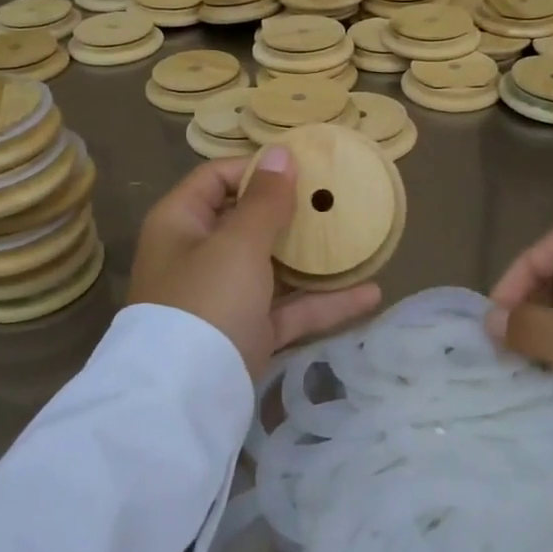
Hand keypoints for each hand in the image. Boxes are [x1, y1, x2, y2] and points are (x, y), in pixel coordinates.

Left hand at [129, 149, 381, 382]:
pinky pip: (289, 308)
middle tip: (338, 198)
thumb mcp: (237, 243)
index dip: (258, 167)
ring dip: (315, 258)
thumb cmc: (207, 300)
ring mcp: (225, 296)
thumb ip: (265, 199)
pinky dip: (324, 302)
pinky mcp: (249, 331)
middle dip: (293, 211)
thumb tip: (280, 152)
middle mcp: (199, 255)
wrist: (186, 399)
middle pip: (249, 221)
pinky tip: (371, 293)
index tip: (305, 166)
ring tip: (359, 240)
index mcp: (181, 223)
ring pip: (275, 266)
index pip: (217, 177)